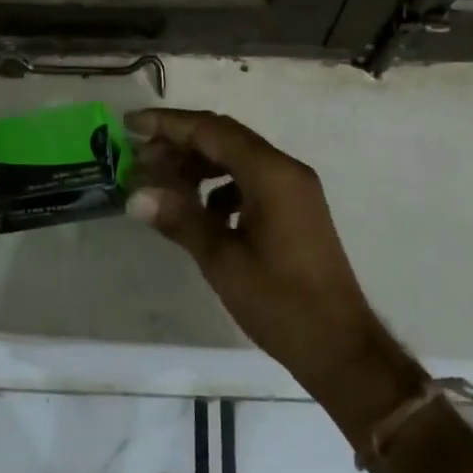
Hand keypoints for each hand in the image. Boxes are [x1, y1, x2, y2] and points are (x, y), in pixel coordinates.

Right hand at [124, 108, 424, 437]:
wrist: (341, 347)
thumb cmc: (280, 302)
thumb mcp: (223, 260)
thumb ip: (180, 219)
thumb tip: (136, 195)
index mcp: (271, 173)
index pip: (212, 130)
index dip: (168, 124)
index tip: (131, 125)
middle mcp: (286, 169)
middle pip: (225, 138)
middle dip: (180, 143)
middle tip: (139, 159)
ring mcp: (294, 188)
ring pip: (238, 158)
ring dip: (199, 165)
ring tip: (163, 184)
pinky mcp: (295, 208)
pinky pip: (252, 180)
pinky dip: (221, 185)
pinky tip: (201, 211)